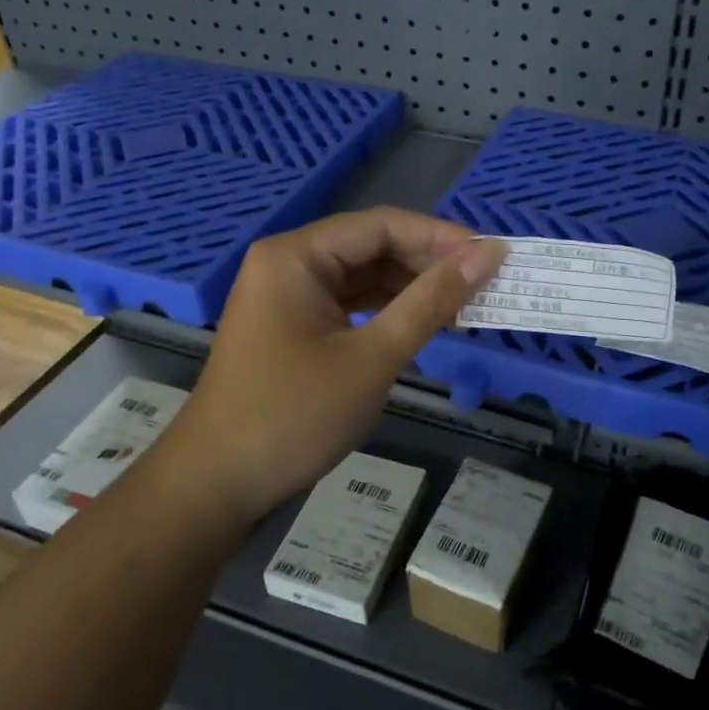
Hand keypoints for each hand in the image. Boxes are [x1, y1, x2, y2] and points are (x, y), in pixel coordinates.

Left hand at [165, 209, 507, 524]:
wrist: (216, 484)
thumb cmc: (293, 415)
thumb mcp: (373, 358)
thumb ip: (431, 301)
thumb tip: (488, 255)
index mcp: (297, 256)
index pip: (382, 225)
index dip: (441, 237)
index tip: (491, 256)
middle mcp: (290, 263)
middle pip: (372, 246)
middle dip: (428, 264)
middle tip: (484, 285)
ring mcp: (288, 294)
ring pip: (363, 276)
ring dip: (411, 289)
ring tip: (464, 305)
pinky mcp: (292, 324)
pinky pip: (349, 303)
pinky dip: (387, 311)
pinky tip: (422, 323)